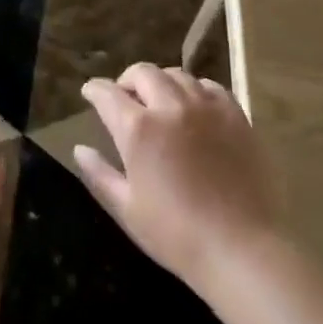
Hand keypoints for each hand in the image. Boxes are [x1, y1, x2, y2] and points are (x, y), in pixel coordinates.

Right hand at [75, 64, 281, 291]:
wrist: (242, 250)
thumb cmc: (177, 235)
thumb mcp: (127, 209)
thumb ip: (99, 174)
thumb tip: (79, 148)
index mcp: (138, 128)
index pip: (107, 93)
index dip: (94, 90)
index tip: (90, 93)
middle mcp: (170, 106)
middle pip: (143, 73)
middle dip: (127, 80)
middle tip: (125, 98)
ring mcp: (206, 107)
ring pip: (177, 75)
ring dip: (161, 82)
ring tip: (160, 100)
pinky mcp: (236, 116)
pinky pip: (211, 87)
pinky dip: (195, 90)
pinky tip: (195, 107)